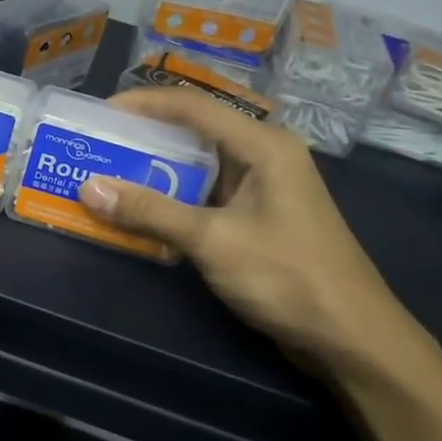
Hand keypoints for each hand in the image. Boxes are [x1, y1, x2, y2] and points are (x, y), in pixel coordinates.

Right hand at [79, 88, 441, 389]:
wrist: (352, 337)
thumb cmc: (286, 276)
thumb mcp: (212, 240)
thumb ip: (150, 211)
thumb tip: (89, 188)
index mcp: (263, 144)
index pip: (194, 106)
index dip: (145, 104)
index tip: (101, 114)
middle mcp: (265, 155)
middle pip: (197, 130)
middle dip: (147, 136)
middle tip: (101, 144)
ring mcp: (265, 187)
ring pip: (201, 165)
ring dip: (159, 169)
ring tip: (112, 172)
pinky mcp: (261, 217)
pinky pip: (209, 194)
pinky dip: (176, 197)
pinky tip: (145, 210)